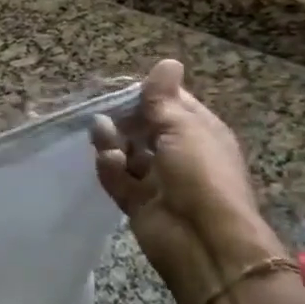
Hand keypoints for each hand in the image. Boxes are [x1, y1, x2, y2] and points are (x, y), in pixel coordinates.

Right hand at [92, 59, 287, 303]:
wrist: (202, 242)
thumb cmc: (200, 175)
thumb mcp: (182, 127)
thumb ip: (163, 98)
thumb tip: (167, 62)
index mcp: (198, 131)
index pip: (169, 103)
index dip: (145, 93)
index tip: (118, 86)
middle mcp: (178, 153)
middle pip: (142, 126)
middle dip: (122, 119)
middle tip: (102, 113)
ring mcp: (156, 179)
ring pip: (125, 151)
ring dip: (112, 143)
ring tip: (105, 139)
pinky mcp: (137, 202)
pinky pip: (117, 178)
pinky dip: (110, 170)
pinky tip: (110, 164)